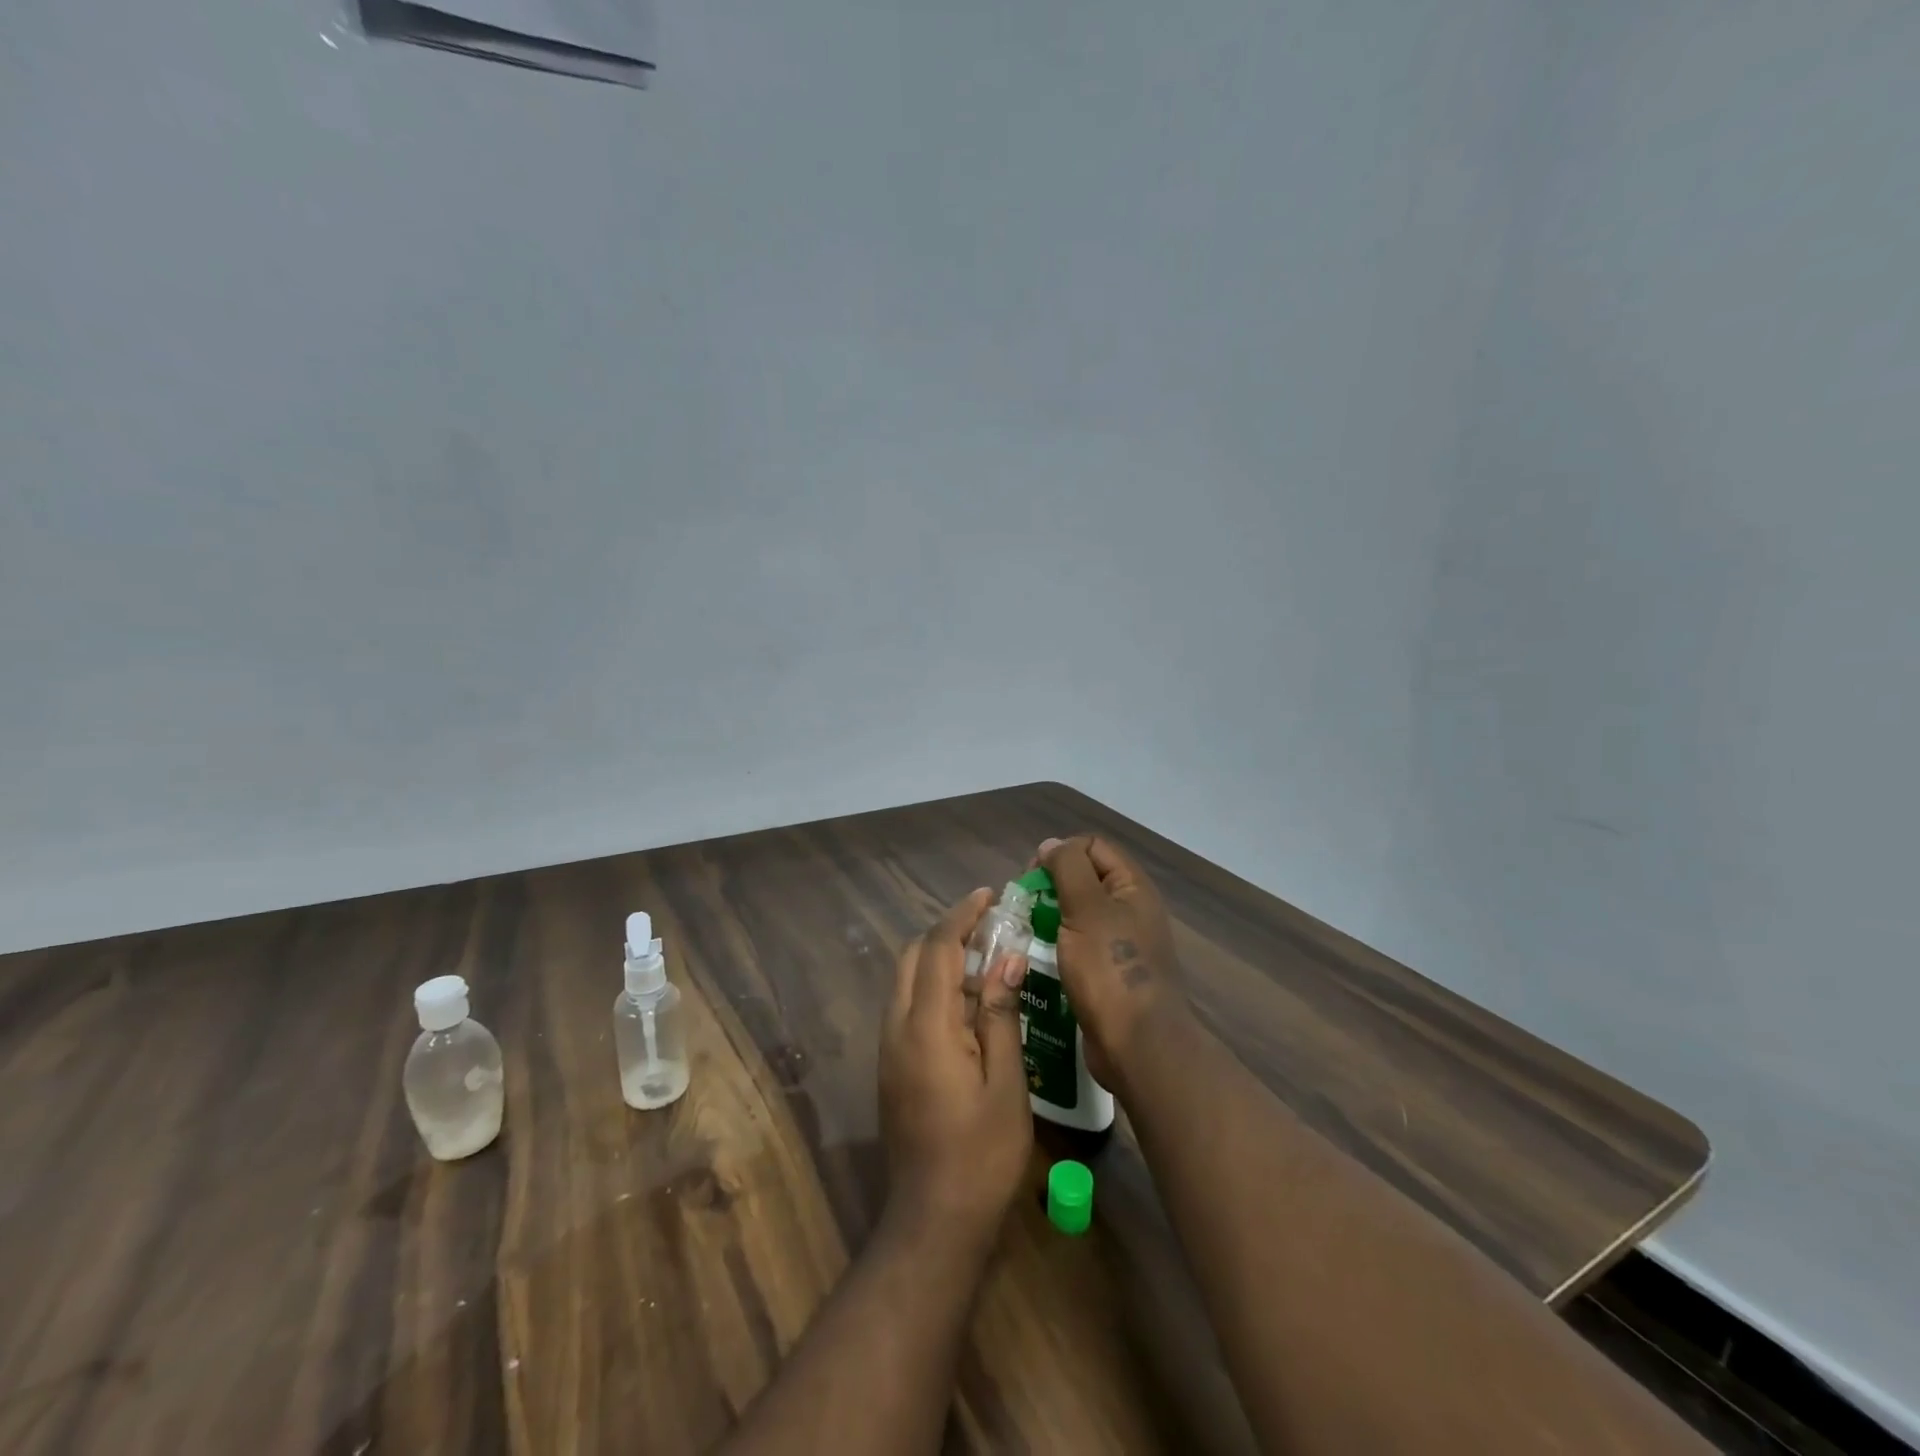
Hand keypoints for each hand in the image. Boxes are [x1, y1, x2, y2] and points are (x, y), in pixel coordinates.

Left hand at [880, 889, 1033, 1247]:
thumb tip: (1006, 958)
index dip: (962, 915)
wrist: (934, 1219)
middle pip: (914, 956)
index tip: (988, 895)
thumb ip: (1000, 1013)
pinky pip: (907, 1005)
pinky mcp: (891, 1065)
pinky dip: (934, 986)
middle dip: (947, 931)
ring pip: (907, 979)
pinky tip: (969, 1002)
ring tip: (985, 958)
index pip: (939, 948)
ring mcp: (889, 1047)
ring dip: (940, 958)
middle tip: (989, 926)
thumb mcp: (1005, 1081)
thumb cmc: (982, 1153)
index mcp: (926, 1026)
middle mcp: (897, 1027)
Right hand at [1040, 836, 1193, 1089]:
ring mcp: (1120, 943)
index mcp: (1132, 887)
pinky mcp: (1108, 973)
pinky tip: (1037, 959)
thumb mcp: (1086, 908)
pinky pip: (1078, 945)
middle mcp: (1130, 909)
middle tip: (1025, 907)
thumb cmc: (1110, 969)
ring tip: (1026, 932)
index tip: (1033, 877)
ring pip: (1078, 914)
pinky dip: (1057, 945)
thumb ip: (1068, 868)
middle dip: (1051, 886)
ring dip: (1050, 917)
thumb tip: (1051, 844)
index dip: (1061, 852)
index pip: (1092, 846)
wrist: (1138, 1045)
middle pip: (1085, 879)